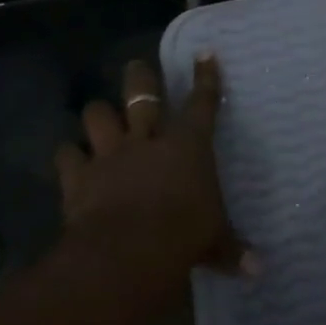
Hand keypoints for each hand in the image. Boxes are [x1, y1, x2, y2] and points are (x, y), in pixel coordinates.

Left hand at [54, 53, 254, 276]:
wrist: (128, 251)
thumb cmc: (184, 235)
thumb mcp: (214, 241)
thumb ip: (232, 249)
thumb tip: (259, 270)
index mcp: (189, 144)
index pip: (202, 102)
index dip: (205, 77)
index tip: (204, 54)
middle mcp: (148, 139)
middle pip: (142, 93)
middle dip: (139, 77)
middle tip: (136, 67)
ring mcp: (111, 155)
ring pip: (98, 115)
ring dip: (98, 114)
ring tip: (98, 114)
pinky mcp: (79, 177)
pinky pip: (66, 156)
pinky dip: (67, 155)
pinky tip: (68, 156)